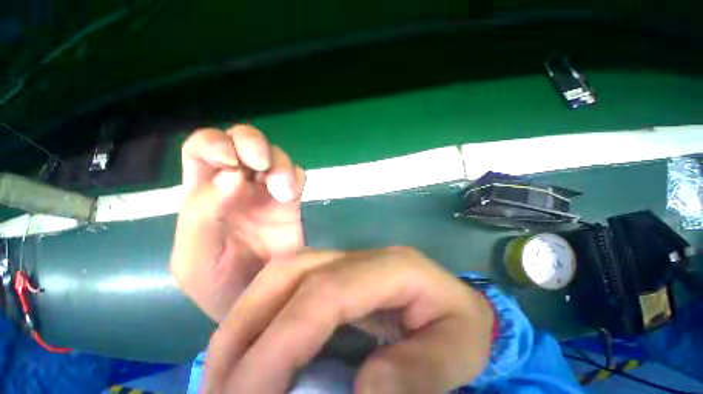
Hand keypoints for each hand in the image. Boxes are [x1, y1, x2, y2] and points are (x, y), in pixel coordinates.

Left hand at [170, 125, 305, 321]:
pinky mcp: (290, 201)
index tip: (233, 164)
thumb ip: (203, 215)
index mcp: (203, 193)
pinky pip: (296, 175)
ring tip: (284, 192)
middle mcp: (235, 185)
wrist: (259, 301)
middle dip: (253, 143)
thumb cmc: (218, 285)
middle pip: (242, 140)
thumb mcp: (195, 257)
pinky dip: (295, 177)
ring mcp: (266, 192)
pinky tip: (292, 195)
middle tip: (261, 165)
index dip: (216, 144)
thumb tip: (232, 175)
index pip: (201, 148)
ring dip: (280, 165)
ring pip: (274, 155)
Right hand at [203, 247, 494, 393]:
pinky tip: (250, 348)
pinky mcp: (335, 272)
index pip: (326, 292)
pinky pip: (286, 284)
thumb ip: (419, 373)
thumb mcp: (456, 351)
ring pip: (282, 272)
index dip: (282, 342)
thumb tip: (362, 391)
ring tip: (225, 371)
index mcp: (393, 266)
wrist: (454, 303)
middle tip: (221, 387)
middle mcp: (360, 256)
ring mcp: (344, 260)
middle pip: (292, 272)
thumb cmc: (459, 326)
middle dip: (247, 327)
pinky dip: (260, 315)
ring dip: (245, 320)